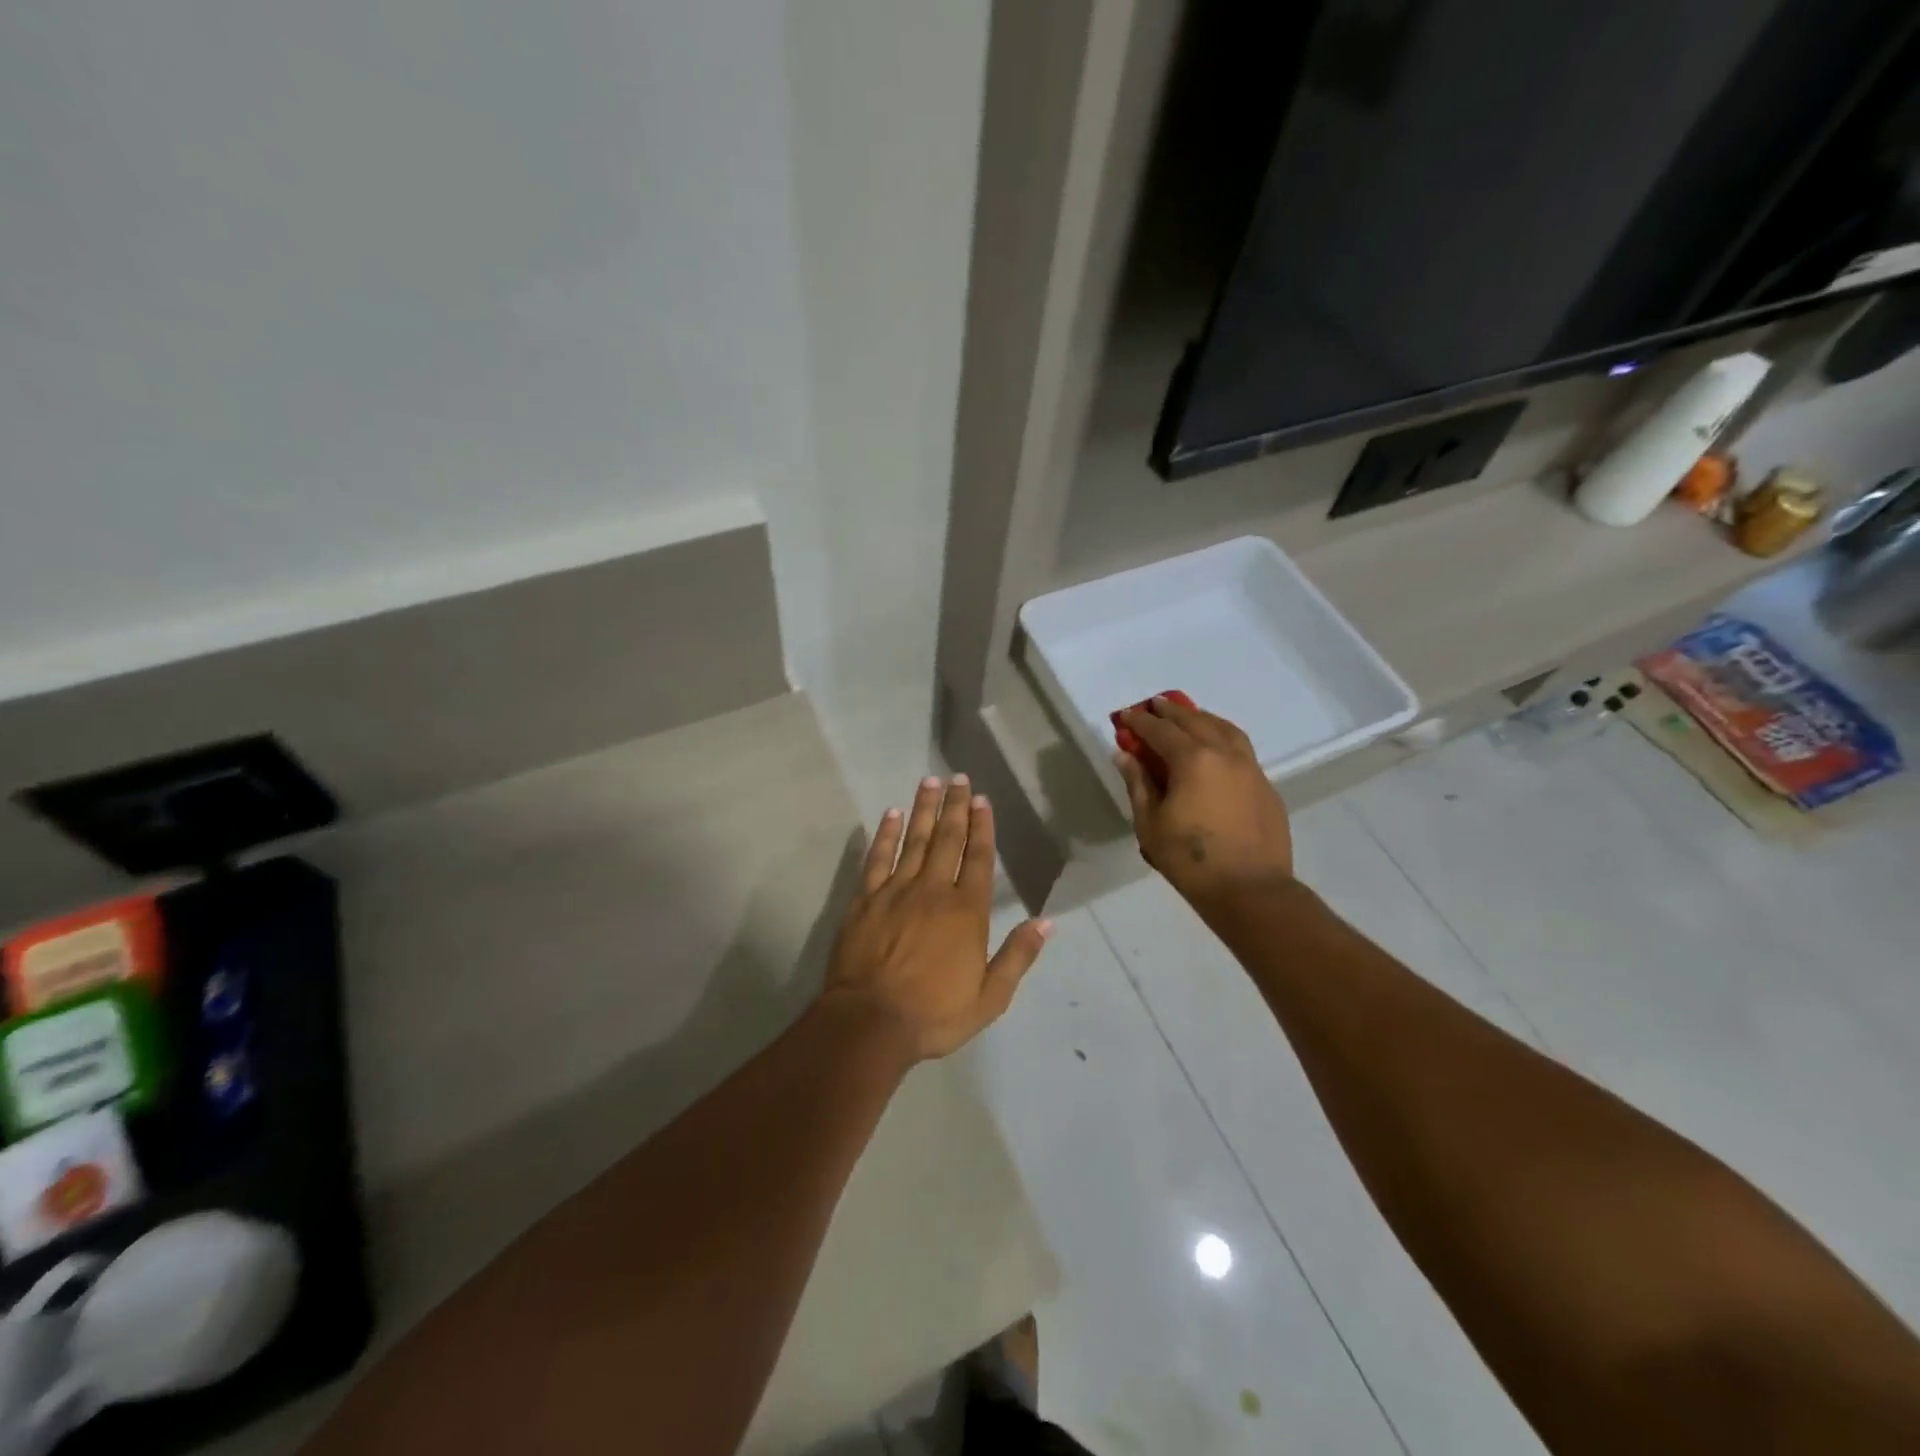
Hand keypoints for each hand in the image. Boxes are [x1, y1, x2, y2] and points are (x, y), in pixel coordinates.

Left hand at [820, 775, 1051, 1063]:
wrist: (870, 1023)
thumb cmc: (934, 1014)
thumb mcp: (990, 997)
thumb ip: (1018, 956)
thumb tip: (1046, 922)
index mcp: (967, 911)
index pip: (979, 858)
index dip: (982, 827)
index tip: (982, 799)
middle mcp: (934, 890)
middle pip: (947, 839)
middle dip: (955, 806)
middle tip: (958, 778)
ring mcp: (897, 891)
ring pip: (914, 840)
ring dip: (924, 809)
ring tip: (930, 782)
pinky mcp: (866, 899)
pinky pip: (878, 858)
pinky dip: (885, 834)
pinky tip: (891, 814)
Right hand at [1114, 696, 1293, 906]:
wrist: (1250, 890)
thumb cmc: (1190, 860)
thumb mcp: (1150, 824)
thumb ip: (1138, 784)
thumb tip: (1126, 755)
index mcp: (1193, 760)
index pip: (1161, 731)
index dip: (1140, 722)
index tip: (1126, 715)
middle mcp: (1224, 754)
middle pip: (1195, 721)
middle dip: (1171, 711)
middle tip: (1154, 705)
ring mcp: (1250, 768)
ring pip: (1225, 729)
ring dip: (1202, 718)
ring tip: (1188, 716)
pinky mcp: (1265, 786)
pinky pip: (1241, 749)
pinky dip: (1223, 737)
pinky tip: (1216, 748)